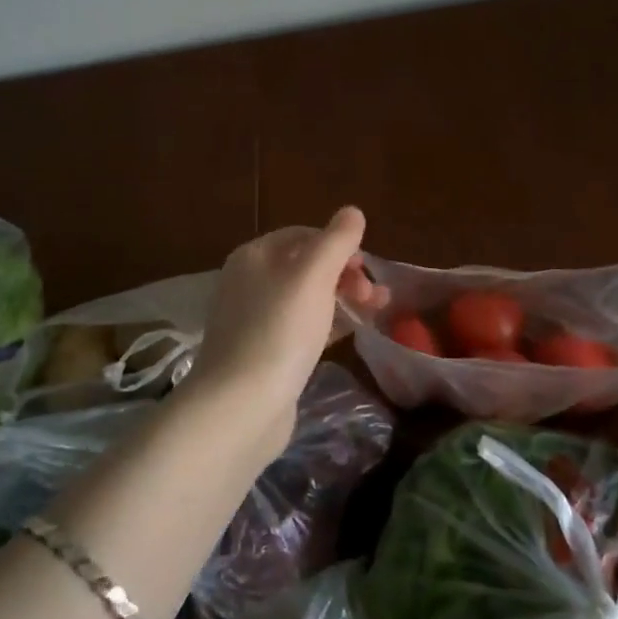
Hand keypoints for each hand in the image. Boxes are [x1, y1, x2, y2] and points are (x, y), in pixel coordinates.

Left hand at [177, 207, 381, 459]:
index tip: (368, 268)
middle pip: (307, 266)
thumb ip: (336, 241)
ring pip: (308, 298)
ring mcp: (254, 321)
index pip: (304, 235)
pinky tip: (351, 334)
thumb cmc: (279, 331)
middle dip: (346, 275)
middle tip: (375, 296)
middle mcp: (250, 283)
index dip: (340, 246)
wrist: (240, 407)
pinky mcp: (264, 354)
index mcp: (255, 256)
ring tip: (377, 313)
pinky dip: (329, 324)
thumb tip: (352, 211)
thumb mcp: (313, 276)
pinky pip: (302, 328)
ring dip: (344, 299)